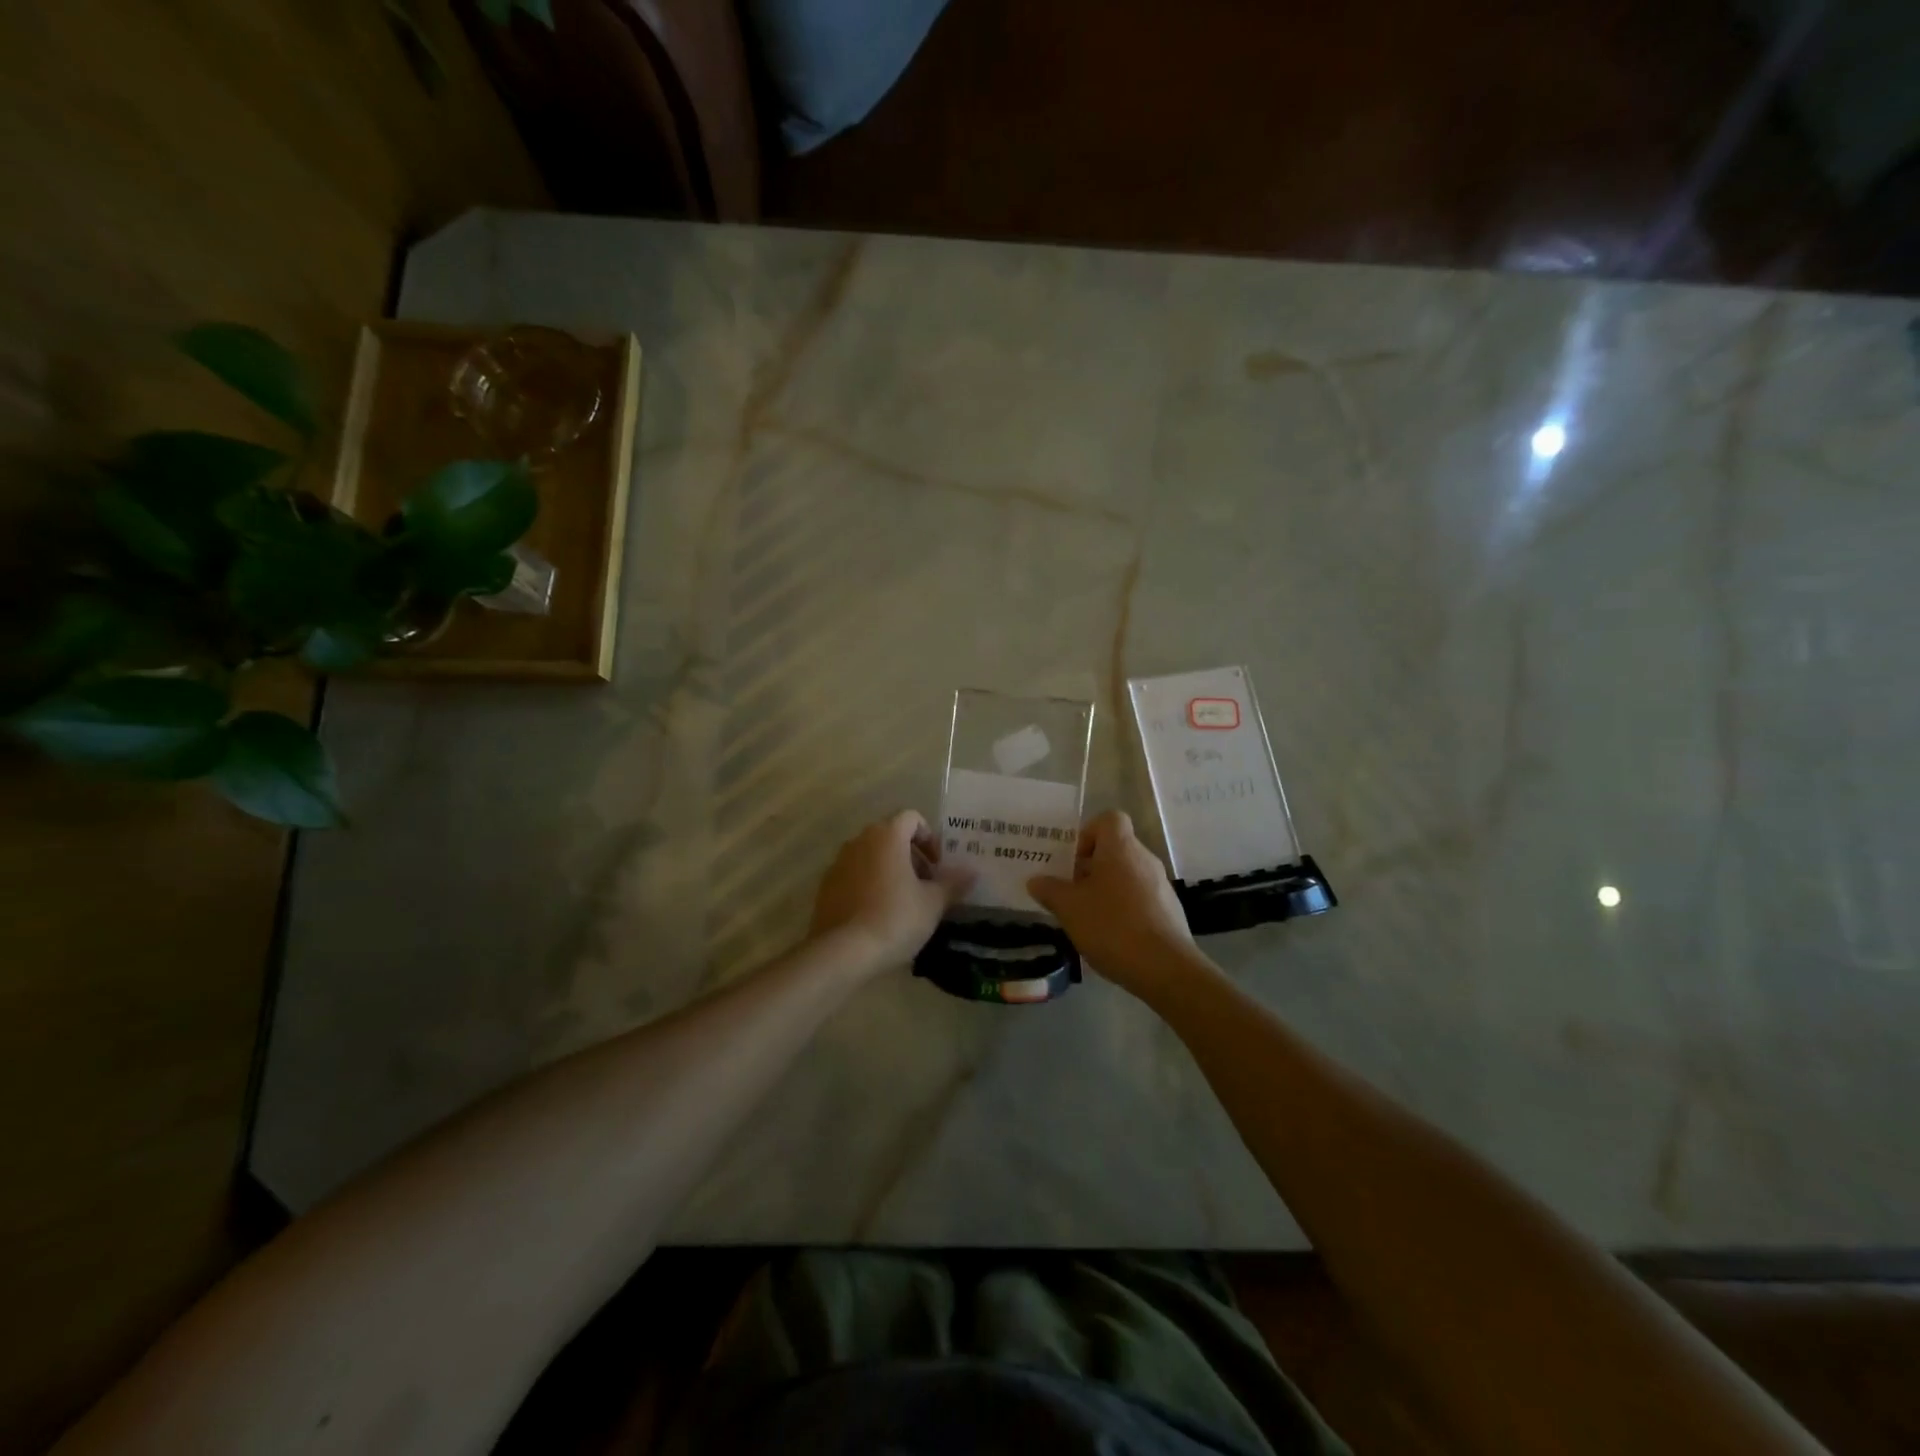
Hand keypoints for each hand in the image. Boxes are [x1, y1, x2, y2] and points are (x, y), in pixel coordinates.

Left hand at [810, 811, 974, 972]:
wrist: (843, 952)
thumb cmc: (895, 918)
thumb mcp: (933, 903)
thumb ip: (953, 883)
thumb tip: (972, 872)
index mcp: (887, 836)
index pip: (912, 818)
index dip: (929, 838)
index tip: (938, 866)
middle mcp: (859, 841)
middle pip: (891, 836)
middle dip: (912, 856)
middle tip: (926, 886)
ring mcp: (838, 863)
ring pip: (871, 856)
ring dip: (890, 870)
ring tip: (904, 902)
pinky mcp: (826, 887)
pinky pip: (854, 876)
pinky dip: (870, 885)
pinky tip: (879, 915)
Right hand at [1027, 810, 1208, 999]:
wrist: (1165, 968)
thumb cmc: (1112, 926)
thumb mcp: (1069, 908)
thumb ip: (1050, 890)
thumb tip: (1036, 880)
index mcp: (1121, 848)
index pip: (1109, 819)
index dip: (1088, 832)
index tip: (1072, 859)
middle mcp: (1144, 859)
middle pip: (1115, 849)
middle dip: (1090, 866)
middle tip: (1070, 891)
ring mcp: (1161, 885)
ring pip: (1127, 875)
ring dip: (1106, 889)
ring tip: (1086, 916)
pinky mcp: (1169, 910)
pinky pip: (1140, 897)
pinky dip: (1123, 908)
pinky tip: (1110, 935)